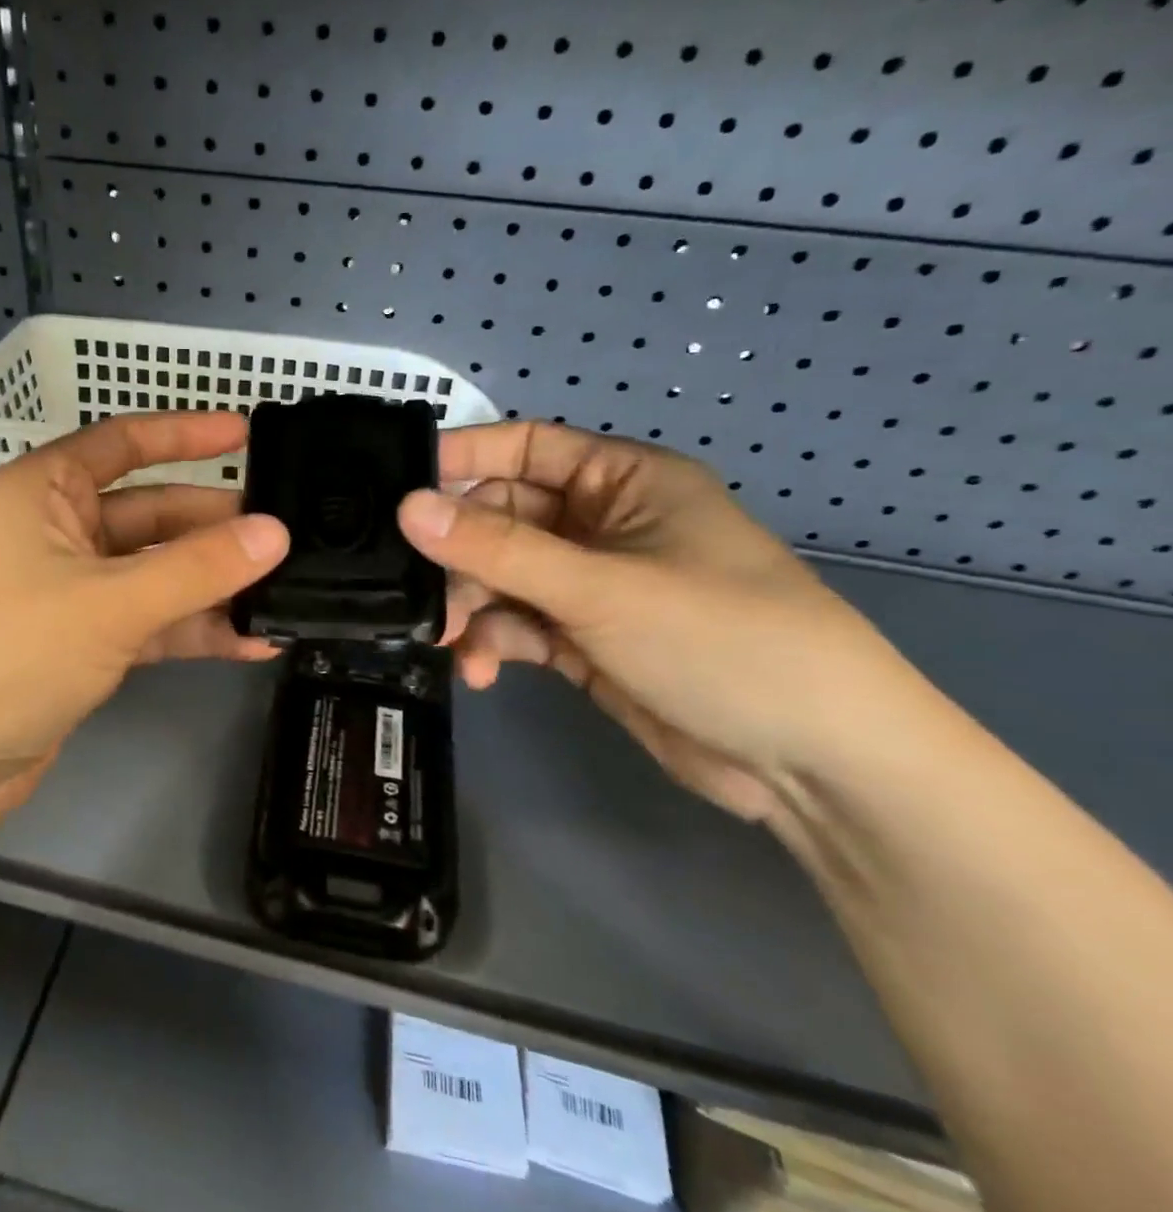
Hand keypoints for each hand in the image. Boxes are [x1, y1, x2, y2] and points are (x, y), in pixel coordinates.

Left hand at [0, 412, 288, 843]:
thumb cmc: (1, 656)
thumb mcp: (108, 604)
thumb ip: (196, 568)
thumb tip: (275, 532)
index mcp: (43, 492)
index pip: (124, 443)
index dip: (186, 434)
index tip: (248, 433)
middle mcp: (54, 533)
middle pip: (150, 514)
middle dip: (214, 526)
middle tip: (287, 537)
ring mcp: (66, 593)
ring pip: (154, 574)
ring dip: (211, 587)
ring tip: (285, 595)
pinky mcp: (77, 646)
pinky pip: (146, 624)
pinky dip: (192, 632)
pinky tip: (251, 645)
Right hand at [400, 421, 928, 822]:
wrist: (814, 763)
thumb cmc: (721, 640)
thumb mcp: (600, 587)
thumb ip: (497, 548)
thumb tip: (408, 507)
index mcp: (622, 481)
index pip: (525, 448)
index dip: (462, 459)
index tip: (398, 486)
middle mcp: (603, 525)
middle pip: (503, 520)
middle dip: (461, 557)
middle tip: (420, 593)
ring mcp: (593, 586)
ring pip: (504, 578)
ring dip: (472, 607)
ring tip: (450, 642)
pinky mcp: (587, 640)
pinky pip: (520, 626)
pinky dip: (495, 643)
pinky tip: (482, 671)